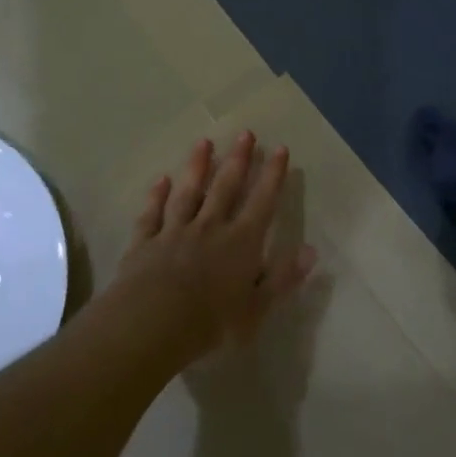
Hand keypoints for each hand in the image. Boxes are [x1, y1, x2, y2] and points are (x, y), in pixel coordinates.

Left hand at [103, 132, 317, 367]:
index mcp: (241, 243)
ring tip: (204, 142)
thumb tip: (311, 251)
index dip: (273, 176)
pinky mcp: (145, 241)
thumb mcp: (257, 309)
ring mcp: (174, 231)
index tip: (280, 149)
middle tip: (245, 133)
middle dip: (238, 159)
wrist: (152, 323)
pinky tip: (160, 180)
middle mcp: (210, 228)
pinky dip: (157, 195)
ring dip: (197, 166)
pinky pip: (153, 212)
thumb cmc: (211, 323)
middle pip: (226, 187)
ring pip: (188, 192)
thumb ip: (282, 278)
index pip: (262, 202)